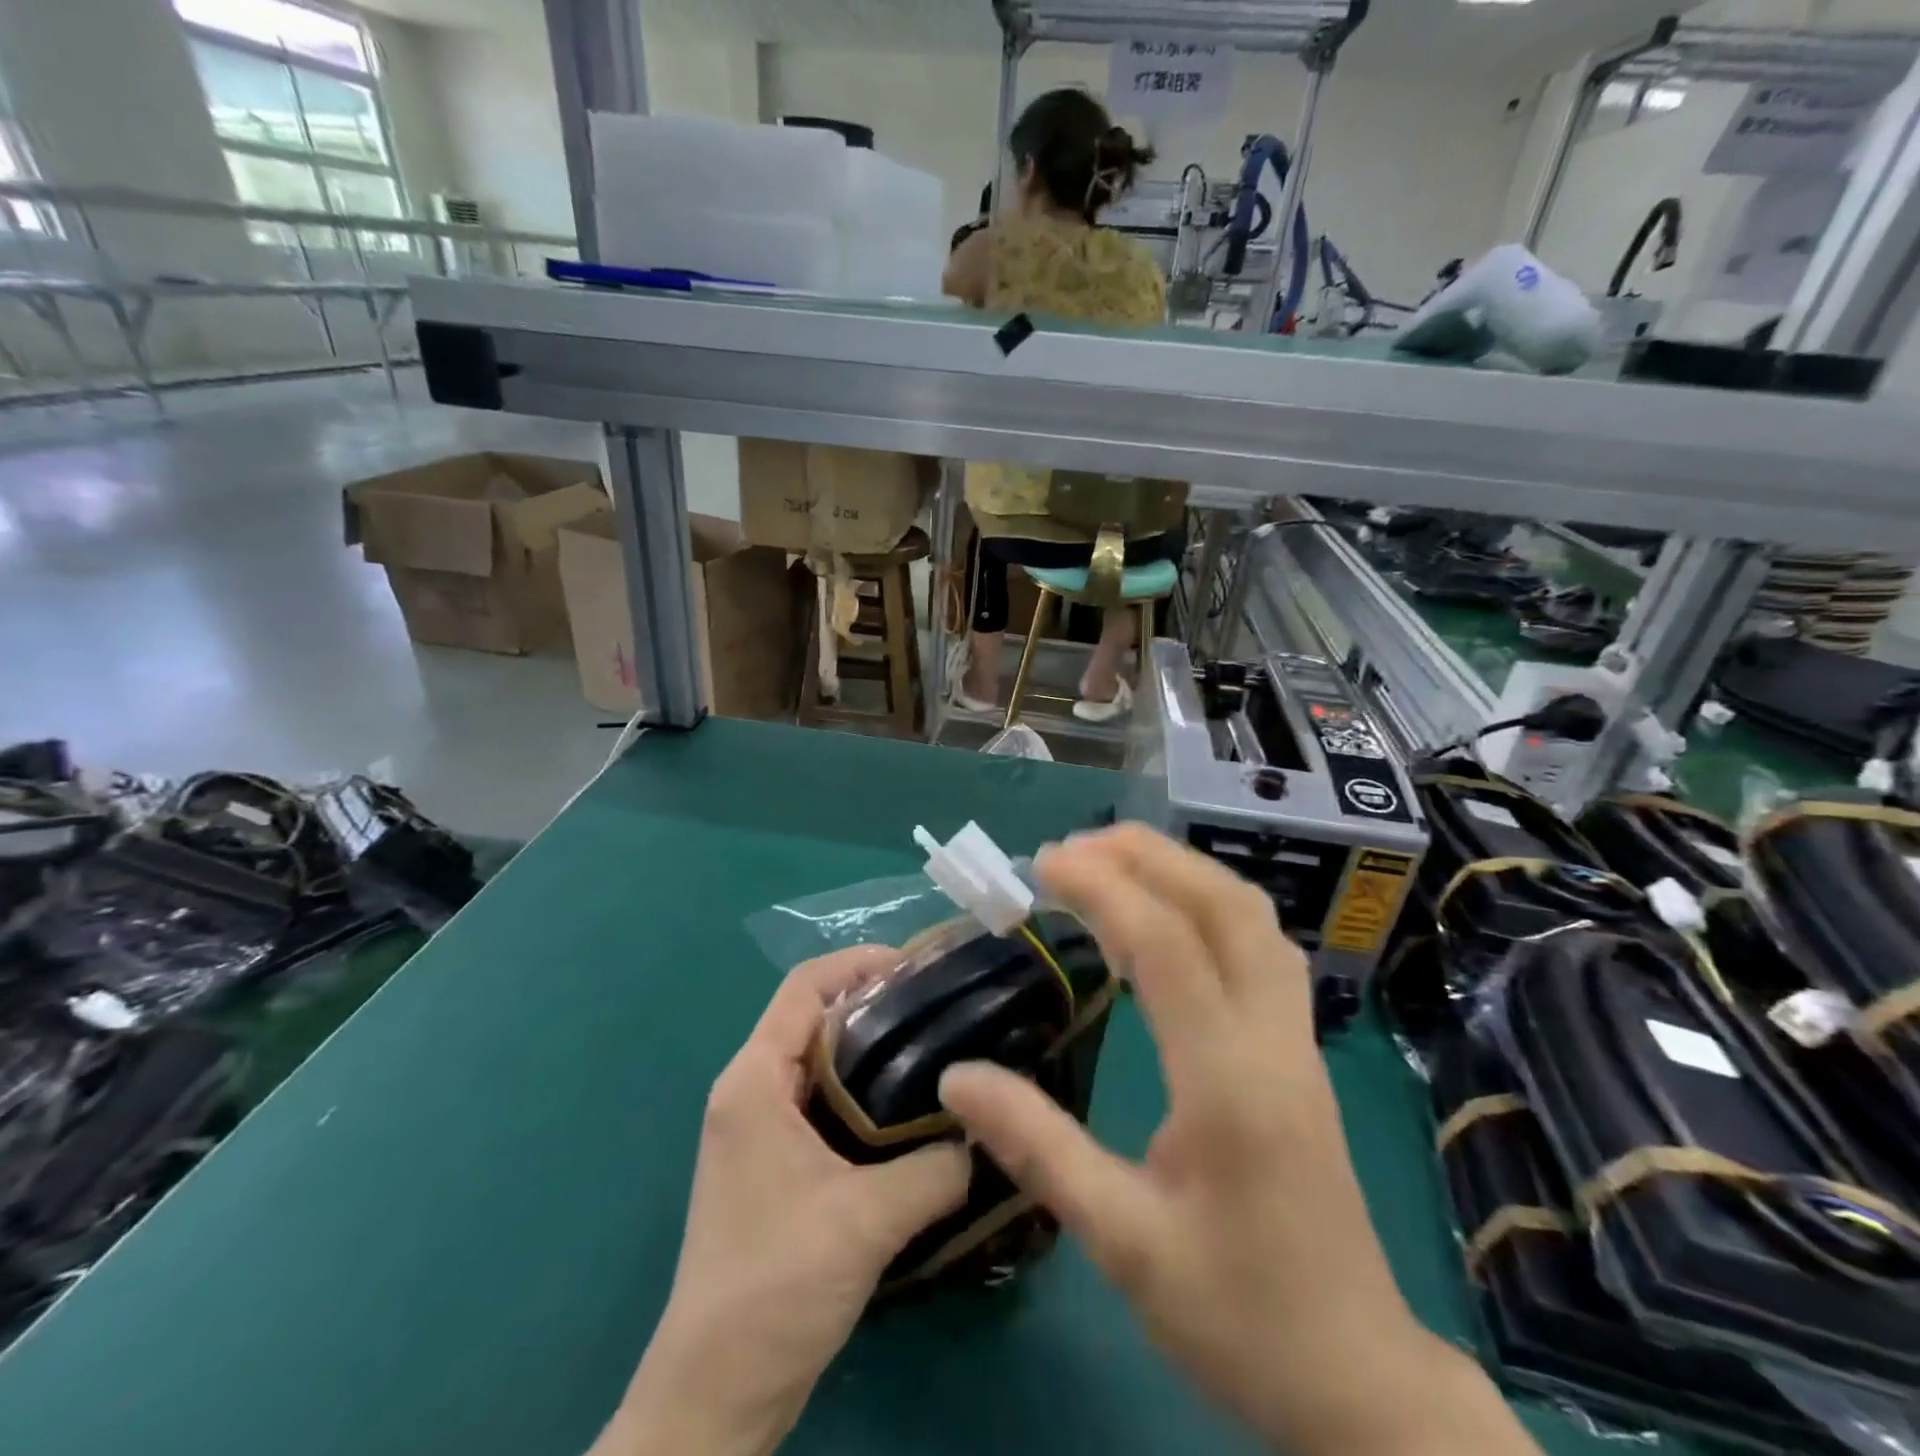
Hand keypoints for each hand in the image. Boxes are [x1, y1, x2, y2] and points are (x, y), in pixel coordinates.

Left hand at [597, 948, 970, 1455]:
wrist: (714, 1394)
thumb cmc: (777, 1285)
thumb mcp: (868, 1220)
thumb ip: (937, 1167)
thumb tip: (987, 1131)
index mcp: (754, 1080)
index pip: (805, 987)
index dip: (859, 964)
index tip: (919, 969)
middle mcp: (749, 1090)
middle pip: (814, 1017)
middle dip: (875, 1004)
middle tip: (941, 1009)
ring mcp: (757, 1129)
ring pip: (818, 1062)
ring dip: (871, 1051)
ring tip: (936, 1050)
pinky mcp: (771, 1164)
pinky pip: (819, 1102)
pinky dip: (861, 1093)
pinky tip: (909, 1111)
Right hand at [938, 825, 1533, 1455]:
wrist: (1358, 1382)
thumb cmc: (1238, 1318)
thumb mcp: (1122, 1243)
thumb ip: (1038, 1150)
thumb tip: (955, 1079)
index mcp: (1230, 1083)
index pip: (1167, 947)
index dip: (1103, 890)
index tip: (1042, 864)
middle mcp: (1273, 1041)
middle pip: (1225, 906)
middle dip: (1149, 858)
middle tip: (1073, 850)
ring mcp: (1296, 1041)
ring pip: (1252, 918)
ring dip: (1184, 873)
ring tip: (1113, 865)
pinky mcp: (1299, 1052)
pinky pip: (1259, 946)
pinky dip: (1209, 906)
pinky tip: (1168, 918)